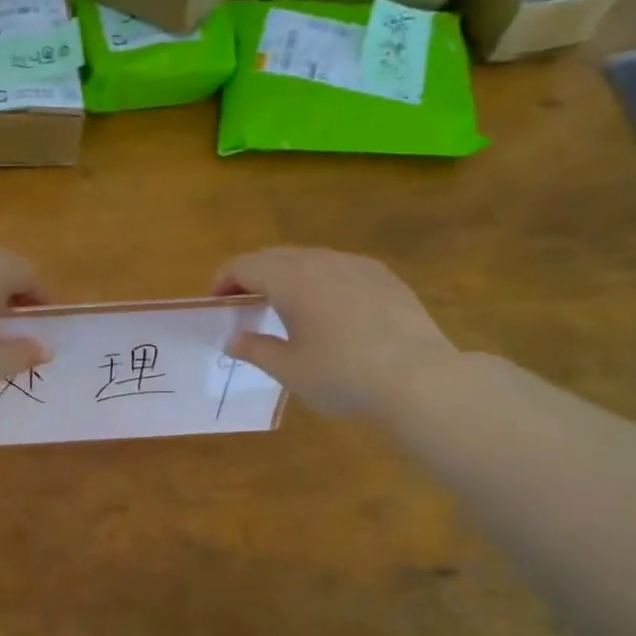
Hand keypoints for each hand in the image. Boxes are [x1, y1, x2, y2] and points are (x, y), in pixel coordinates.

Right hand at [214, 247, 458, 418]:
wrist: (419, 379)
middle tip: (242, 304)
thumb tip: (232, 339)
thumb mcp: (288, 369)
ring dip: (286, 276)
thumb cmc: (341, 375)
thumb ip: (255, 348)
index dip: (223, 280)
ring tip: (281, 306)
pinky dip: (318, 280)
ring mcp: (358, 266)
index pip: (245, 265)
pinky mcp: (384, 278)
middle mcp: (322, 261)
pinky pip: (338, 268)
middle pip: (275, 256)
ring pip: (309, 259)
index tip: (216, 303)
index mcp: (291, 279)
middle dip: (252, 275)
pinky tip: (325, 309)